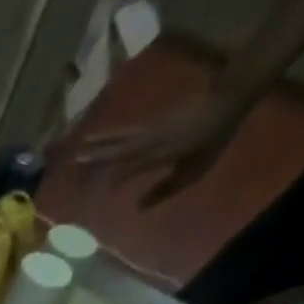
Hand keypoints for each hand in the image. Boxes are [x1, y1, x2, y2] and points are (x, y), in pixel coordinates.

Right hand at [76, 93, 246, 207]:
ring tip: (82, 144)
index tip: (93, 193)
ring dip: (100, 140)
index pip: (127, 170)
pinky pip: (128, 128)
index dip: (109, 181)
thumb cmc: (214, 137)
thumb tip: (138, 208)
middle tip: (75, 163)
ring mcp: (151, 125)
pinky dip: (112, 132)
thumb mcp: (195, 169)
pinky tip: (102, 134)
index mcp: (159, 154)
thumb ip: (166, 188)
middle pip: (118, 150)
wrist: (229, 96)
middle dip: (96, 157)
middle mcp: (150, 139)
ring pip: (120, 136)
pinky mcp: (154, 117)